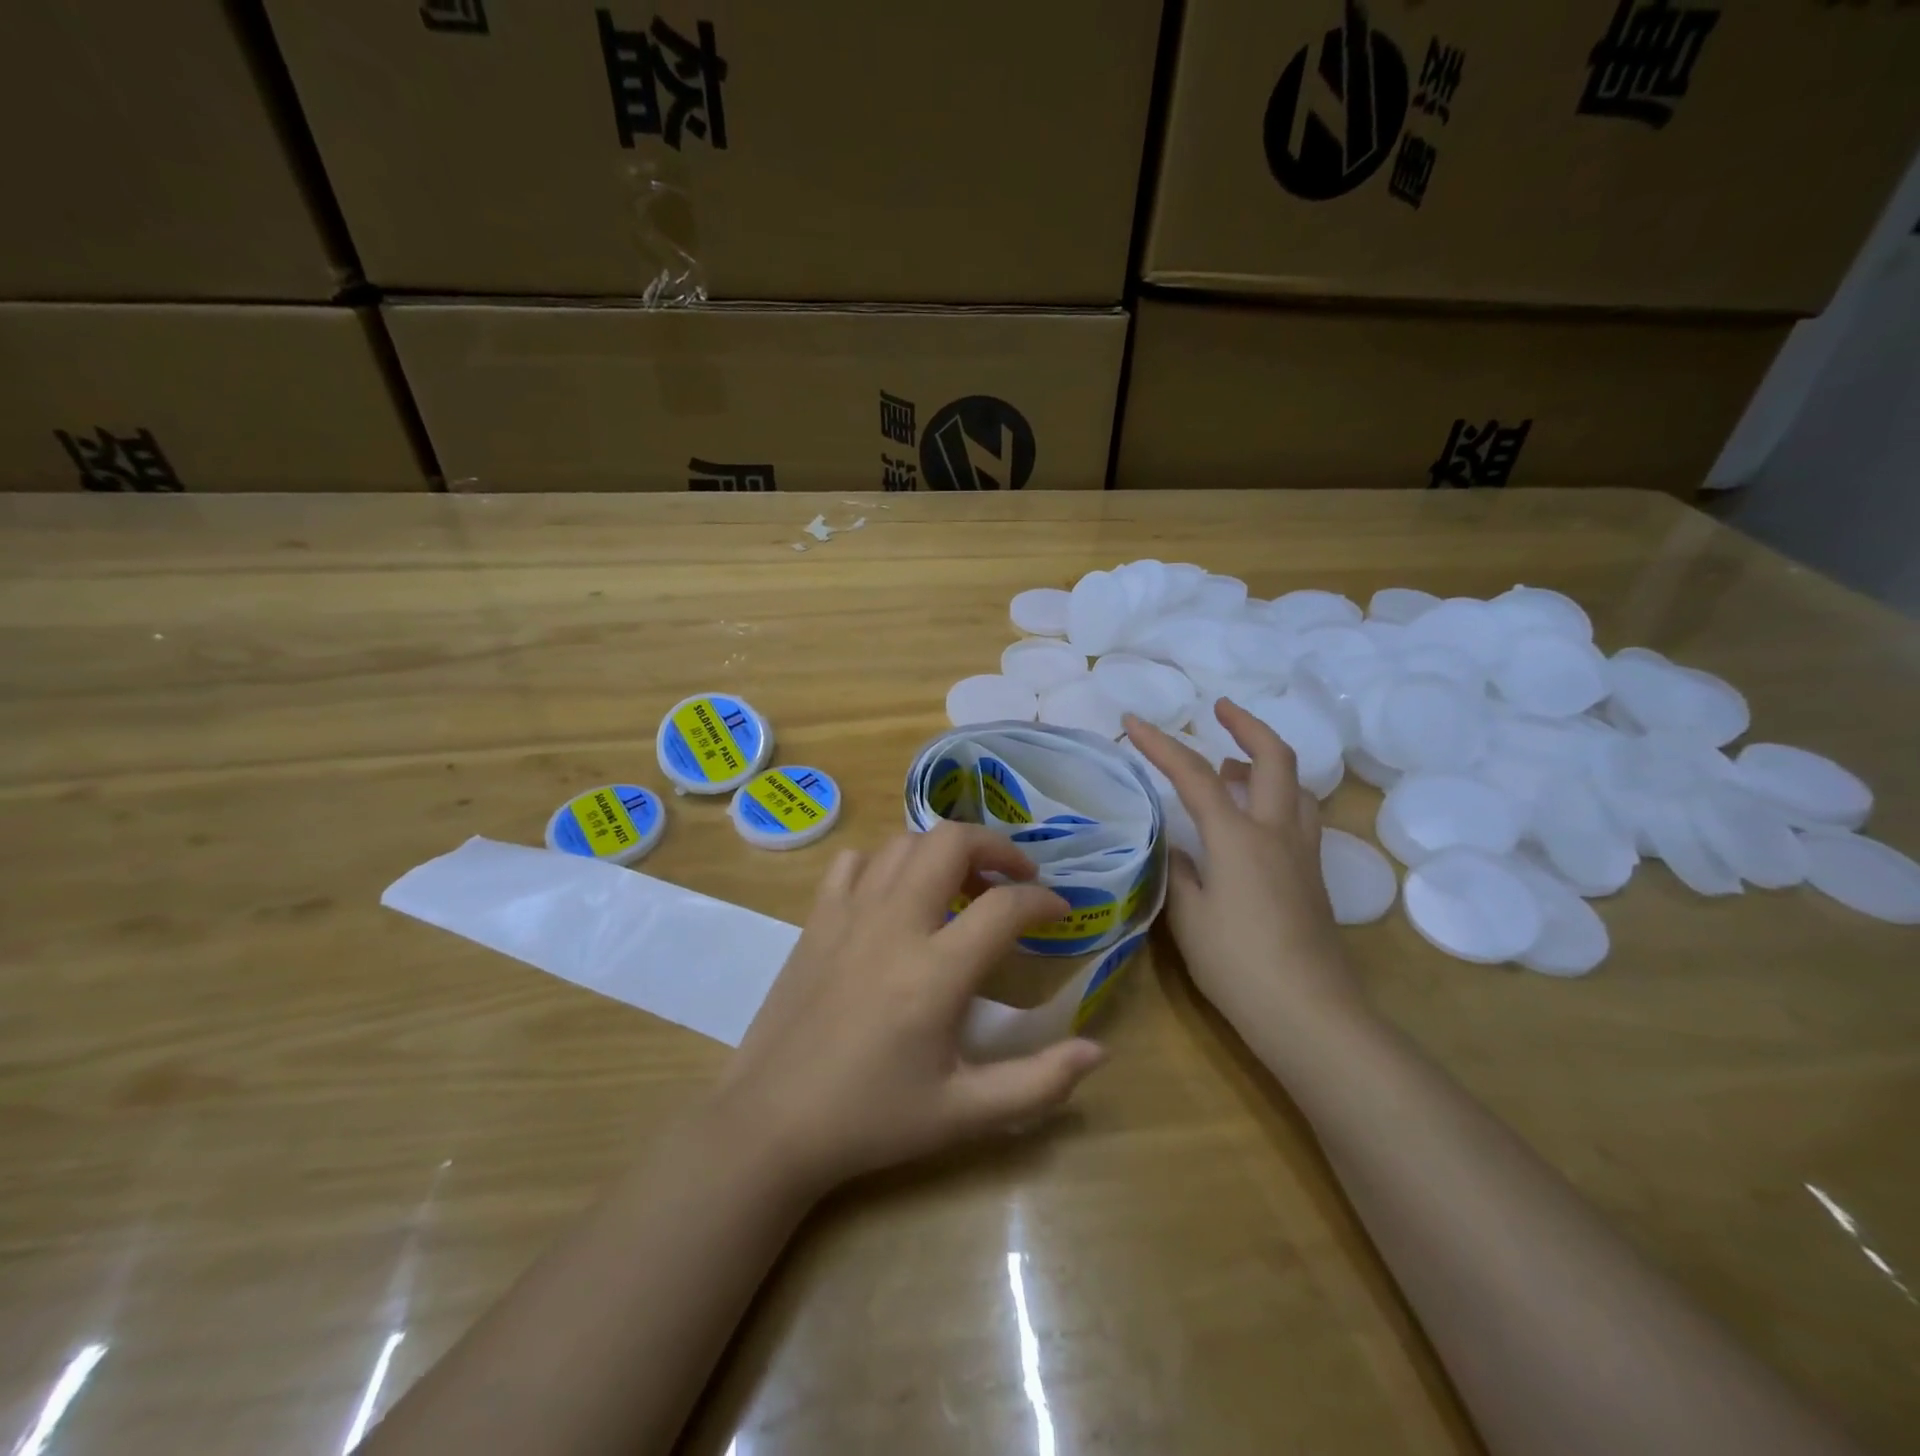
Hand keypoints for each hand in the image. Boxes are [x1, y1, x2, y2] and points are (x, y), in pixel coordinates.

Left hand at [716, 823, 1107, 1195]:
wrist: (771, 1123)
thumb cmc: (871, 1120)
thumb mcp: (963, 1115)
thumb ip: (1039, 1083)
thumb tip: (1100, 1051)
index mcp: (935, 972)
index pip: (1005, 906)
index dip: (1043, 900)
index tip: (1060, 911)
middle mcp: (894, 925)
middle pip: (951, 842)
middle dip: (995, 846)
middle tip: (1014, 877)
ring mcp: (849, 914)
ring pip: (904, 843)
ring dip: (942, 851)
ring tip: (962, 884)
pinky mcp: (817, 919)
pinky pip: (855, 863)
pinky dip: (884, 864)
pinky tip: (895, 896)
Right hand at [1124, 701, 1362, 1035]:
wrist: (1309, 1013)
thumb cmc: (1237, 964)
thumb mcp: (1188, 916)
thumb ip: (1177, 871)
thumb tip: (1176, 847)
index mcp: (1238, 837)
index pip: (1195, 775)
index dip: (1161, 744)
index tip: (1133, 720)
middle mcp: (1277, 832)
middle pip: (1274, 758)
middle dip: (1247, 723)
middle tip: (1220, 708)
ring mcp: (1303, 853)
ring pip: (1296, 785)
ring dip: (1266, 760)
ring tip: (1234, 764)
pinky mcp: (1315, 877)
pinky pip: (1299, 814)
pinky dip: (1277, 794)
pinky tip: (1256, 818)